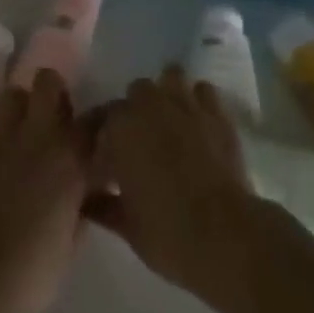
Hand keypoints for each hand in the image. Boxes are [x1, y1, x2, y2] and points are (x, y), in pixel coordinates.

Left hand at [0, 69, 89, 312]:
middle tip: (56, 122)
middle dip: (54, 93)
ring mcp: (2, 136)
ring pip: (13, 93)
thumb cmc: (32, 270)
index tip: (105, 130)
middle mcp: (38, 134)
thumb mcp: (70, 242)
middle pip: (48, 81)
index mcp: (70, 158)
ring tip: (23, 135)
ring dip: (21, 108)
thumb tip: (82, 195)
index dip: (102, 121)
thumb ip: (80, 207)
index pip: (96, 119)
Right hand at [87, 65, 259, 298]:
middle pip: (133, 94)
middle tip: (136, 146)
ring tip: (167, 121)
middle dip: (132, 114)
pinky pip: (203, 91)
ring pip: (169, 77)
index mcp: (119, 127)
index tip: (101, 165)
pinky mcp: (217, 112)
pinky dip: (197, 101)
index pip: (99, 122)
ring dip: (165, 94)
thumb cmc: (167, 232)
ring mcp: (185, 103)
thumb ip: (103, 205)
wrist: (225, 235)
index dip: (98, 142)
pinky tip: (197, 123)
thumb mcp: (126, 226)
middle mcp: (149, 104)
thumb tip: (88, 201)